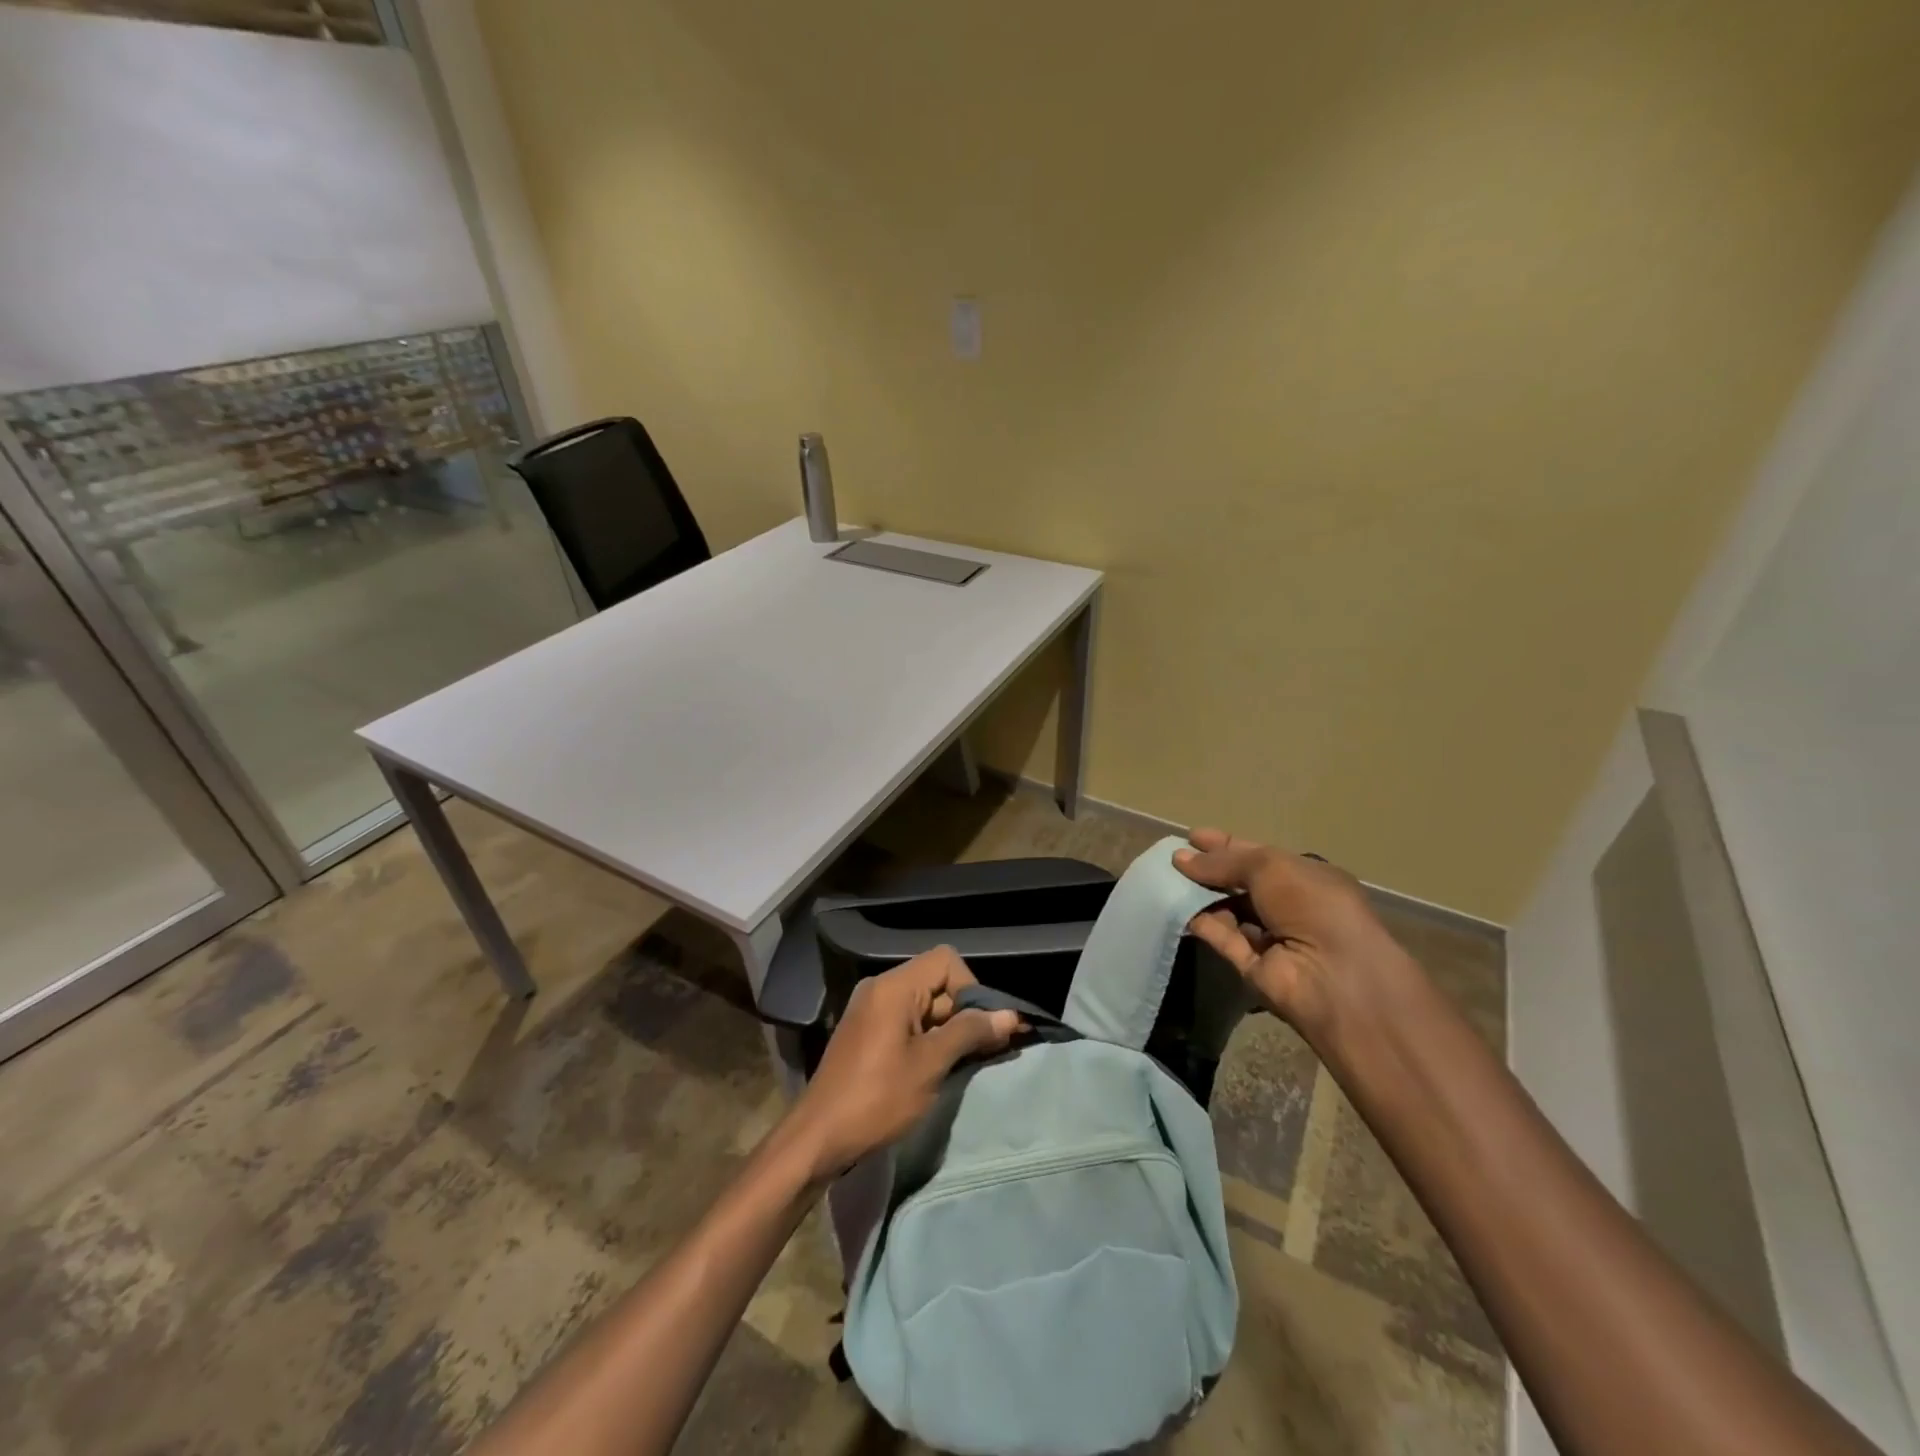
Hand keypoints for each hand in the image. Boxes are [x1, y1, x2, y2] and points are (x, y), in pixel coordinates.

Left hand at [783, 947, 1021, 1181]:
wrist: (819, 1138)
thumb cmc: (878, 1098)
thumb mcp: (930, 1065)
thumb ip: (969, 1033)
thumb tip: (1010, 1016)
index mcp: (893, 987)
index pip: (946, 961)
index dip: (970, 989)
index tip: (978, 1028)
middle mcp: (880, 989)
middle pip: (936, 982)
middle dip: (963, 1012)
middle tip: (978, 1052)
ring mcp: (871, 1010)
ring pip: (924, 1005)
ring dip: (947, 1029)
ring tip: (959, 1065)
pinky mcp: (867, 1033)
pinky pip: (907, 1021)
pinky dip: (928, 1038)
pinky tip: (935, 1069)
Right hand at [1174, 828, 1410, 1038]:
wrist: (1335, 975)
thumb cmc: (1312, 904)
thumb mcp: (1269, 866)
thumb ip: (1224, 860)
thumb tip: (1181, 858)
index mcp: (1306, 878)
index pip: (1259, 856)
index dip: (1226, 845)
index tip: (1192, 837)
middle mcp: (1291, 906)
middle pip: (1241, 884)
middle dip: (1209, 870)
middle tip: (1172, 859)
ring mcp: (1272, 938)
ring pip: (1229, 911)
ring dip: (1201, 896)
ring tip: (1166, 880)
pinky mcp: (1253, 967)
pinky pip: (1223, 939)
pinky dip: (1202, 924)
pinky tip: (1177, 908)